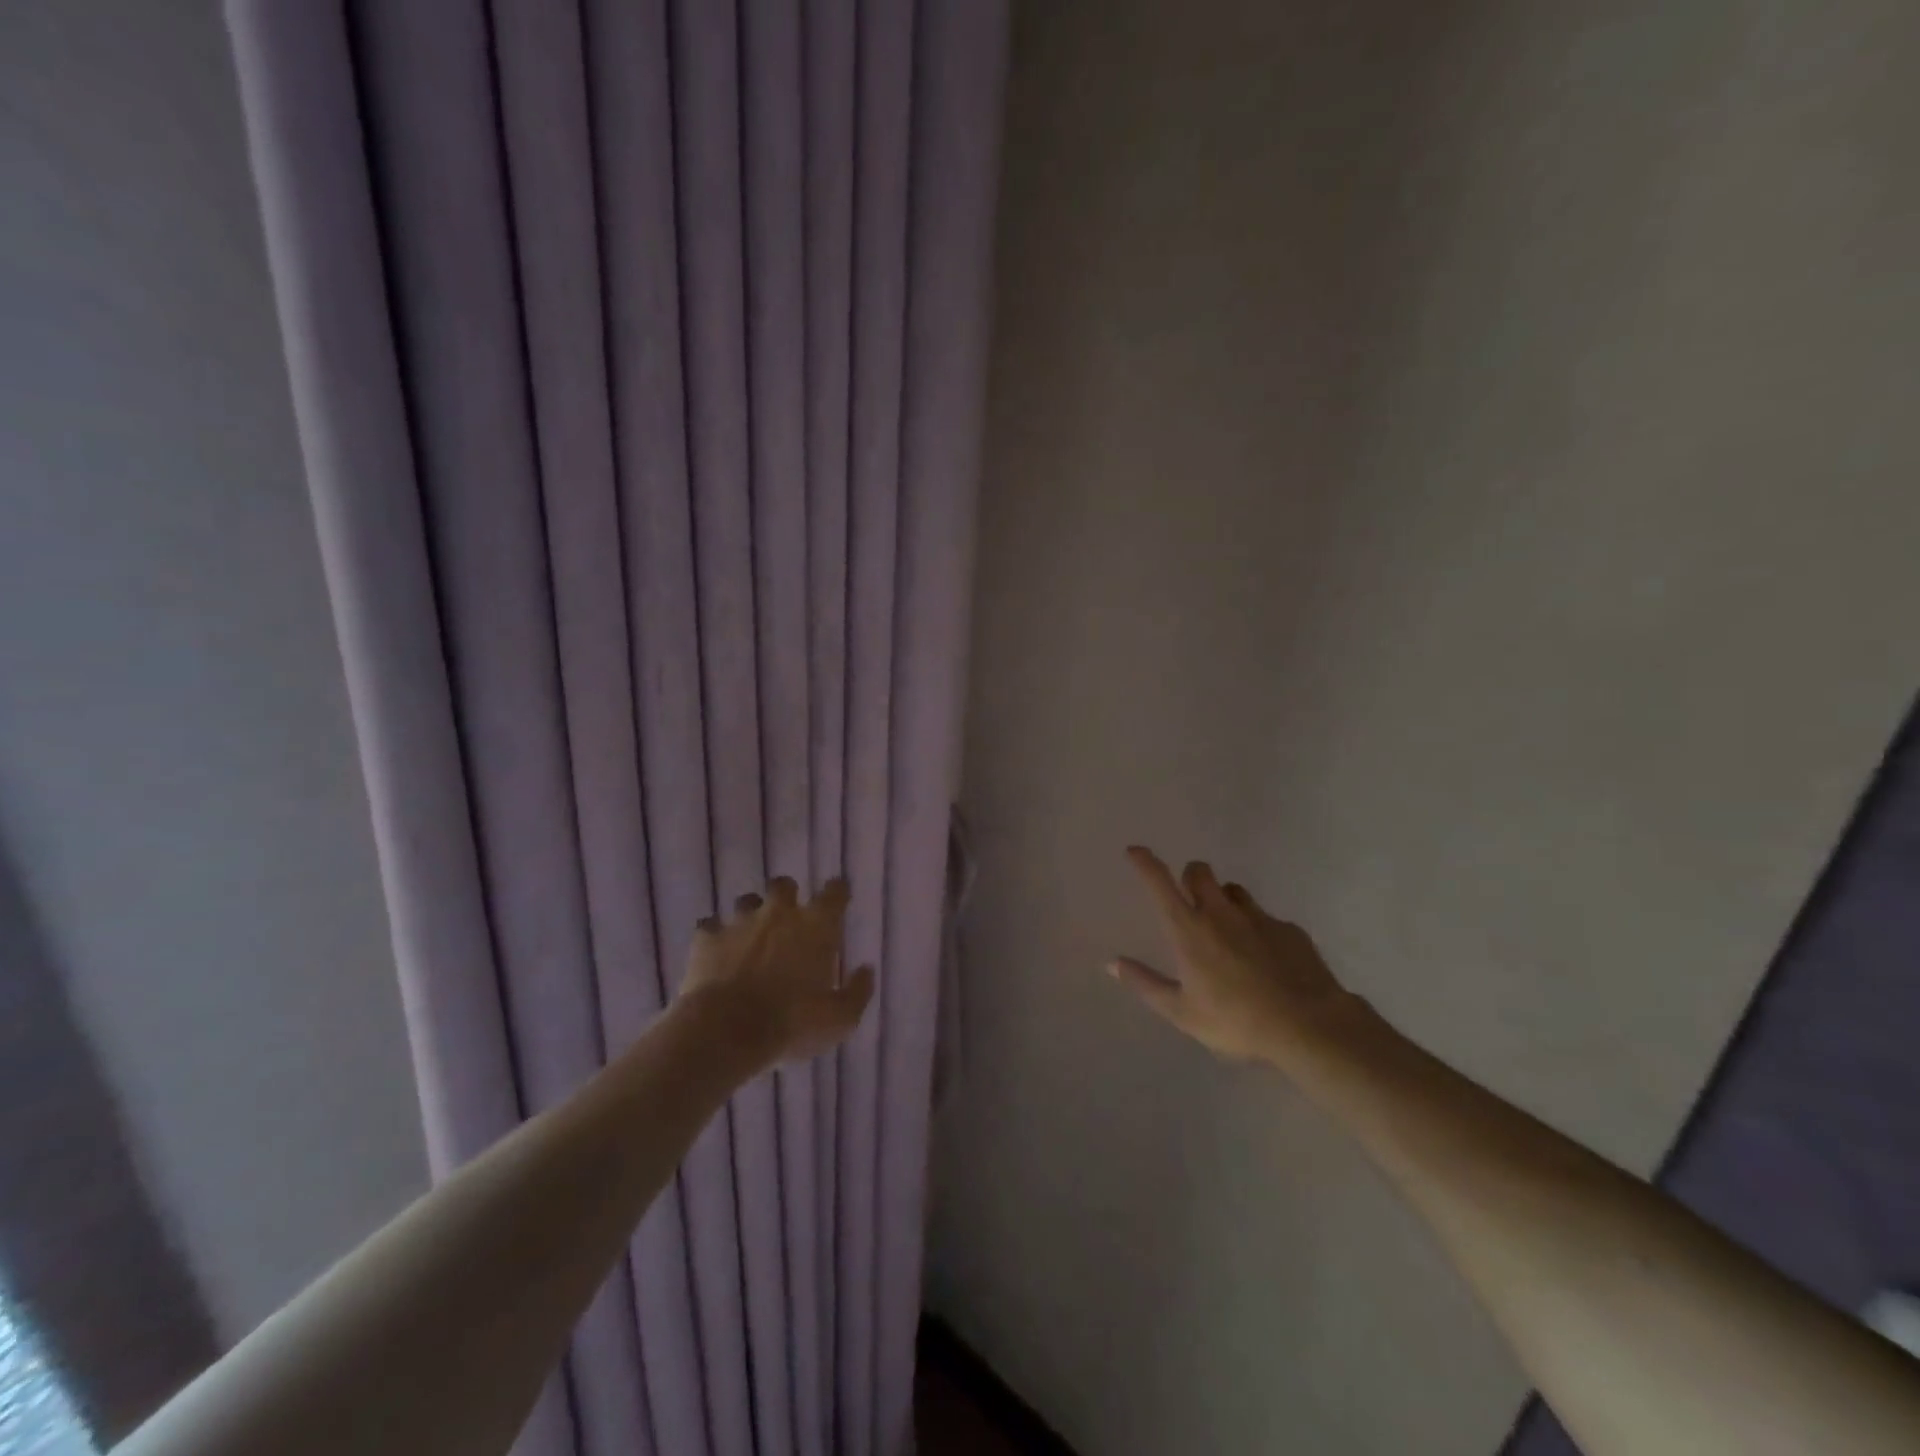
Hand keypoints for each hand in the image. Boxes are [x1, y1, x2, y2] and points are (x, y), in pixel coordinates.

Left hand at [680, 877, 874, 1070]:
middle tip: (787, 920)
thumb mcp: (840, 1019)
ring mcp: (740, 922)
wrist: (727, 1032)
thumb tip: (866, 970)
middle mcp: (779, 913)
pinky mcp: (707, 938)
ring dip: (750, 916)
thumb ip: (858, 991)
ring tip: (749, 938)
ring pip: (746, 902)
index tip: (838, 898)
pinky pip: (710, 927)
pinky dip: (714, 937)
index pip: (835, 892)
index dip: (838, 891)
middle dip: (787, 897)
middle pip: (784, 885)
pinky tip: (715, 954)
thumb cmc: (793, 1024)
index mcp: (816, 926)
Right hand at [1111, 846, 1356, 1065]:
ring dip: (1224, 899)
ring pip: (1234, 890)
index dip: (1145, 863)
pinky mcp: (1289, 929)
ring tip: (1228, 930)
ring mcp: (1258, 917)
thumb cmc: (1237, 1021)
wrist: (1310, 1027)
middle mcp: (1221, 913)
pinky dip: (1257, 928)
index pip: (1160, 883)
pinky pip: (1266, 917)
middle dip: (1190, 877)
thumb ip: (1145, 984)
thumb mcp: (1182, 1012)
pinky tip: (1265, 959)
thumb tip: (1112, 963)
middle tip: (1190, 900)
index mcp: (1189, 930)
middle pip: (1200, 872)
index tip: (1135, 850)